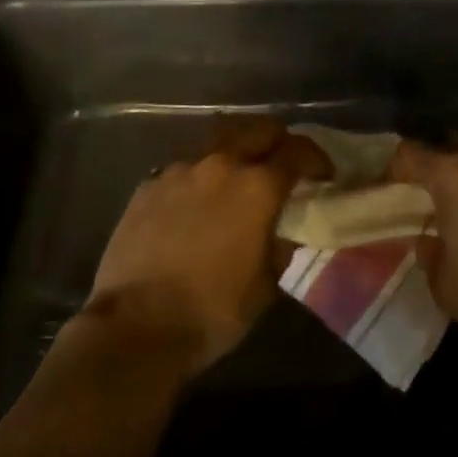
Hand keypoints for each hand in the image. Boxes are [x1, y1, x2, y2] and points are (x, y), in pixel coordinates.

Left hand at [82, 123, 328, 375]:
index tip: (323, 174)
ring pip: (219, 143)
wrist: (133, 327)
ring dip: (236, 154)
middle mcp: (221, 165)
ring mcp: (181, 171)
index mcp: (257, 186)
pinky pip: (184, 169)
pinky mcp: (149, 185)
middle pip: (259, 129)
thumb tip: (280, 231)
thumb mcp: (264, 287)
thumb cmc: (211, 311)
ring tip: (236, 180)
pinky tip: (195, 204)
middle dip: (278, 140)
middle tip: (283, 163)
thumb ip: (279, 247)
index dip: (317, 159)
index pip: (298, 151)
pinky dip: (199, 178)